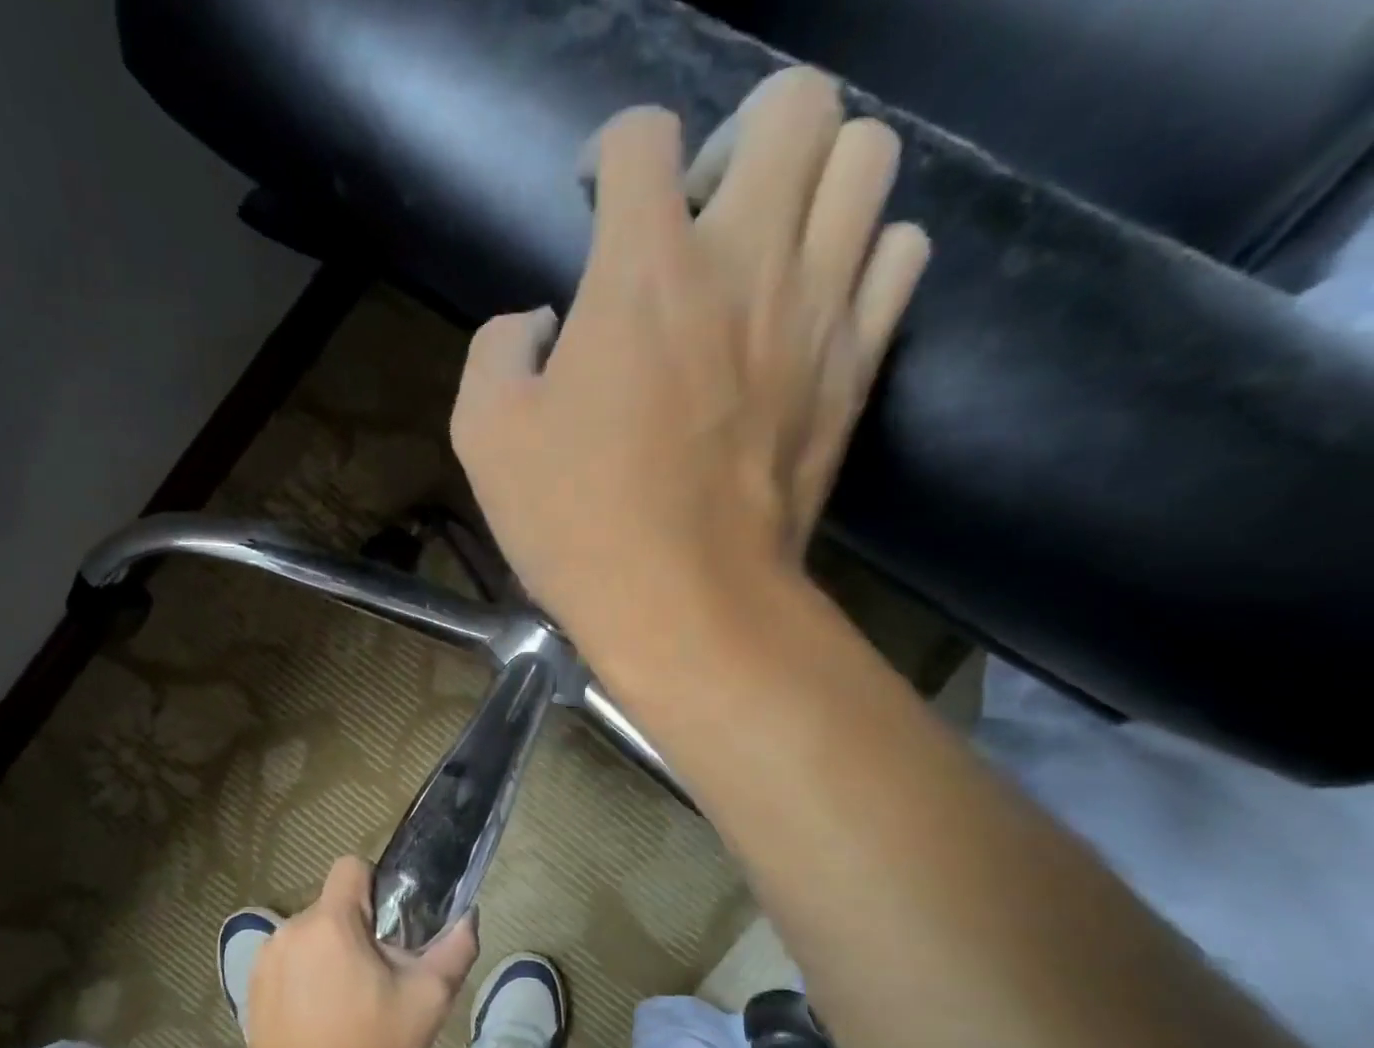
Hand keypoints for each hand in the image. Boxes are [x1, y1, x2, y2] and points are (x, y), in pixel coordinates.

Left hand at [243, 858, 478, 1047]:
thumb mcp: (428, 1000)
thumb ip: (454, 950)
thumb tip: (468, 917)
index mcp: (330, 921)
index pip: (351, 867)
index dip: (376, 885)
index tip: (391, 923)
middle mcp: (291, 927)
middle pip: (333, 905)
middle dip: (357, 928)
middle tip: (378, 972)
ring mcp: (266, 957)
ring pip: (311, 933)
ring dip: (330, 951)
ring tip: (348, 997)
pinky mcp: (252, 985)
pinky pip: (288, 959)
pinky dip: (305, 973)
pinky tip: (318, 1012)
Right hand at [449, 67, 928, 678]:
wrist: (686, 606)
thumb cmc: (576, 526)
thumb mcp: (484, 438)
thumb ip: (497, 350)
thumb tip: (539, 324)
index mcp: (641, 274)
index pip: (642, 135)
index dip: (610, 150)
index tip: (594, 200)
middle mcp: (744, 261)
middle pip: (794, 104)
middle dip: (738, 137)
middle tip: (698, 215)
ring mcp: (817, 310)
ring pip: (868, 158)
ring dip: (812, 181)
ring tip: (763, 249)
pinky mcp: (858, 365)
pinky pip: (899, 253)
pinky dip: (861, 253)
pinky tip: (811, 301)